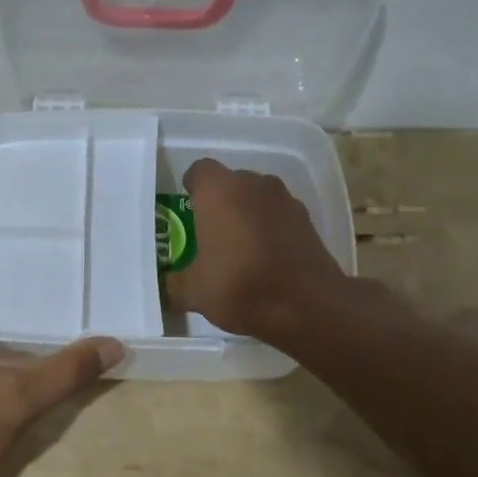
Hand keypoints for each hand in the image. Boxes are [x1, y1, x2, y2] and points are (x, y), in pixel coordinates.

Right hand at [165, 159, 352, 342]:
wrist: (307, 305)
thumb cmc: (239, 286)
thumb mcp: (194, 292)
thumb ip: (176, 282)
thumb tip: (169, 284)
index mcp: (218, 191)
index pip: (199, 171)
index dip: (192, 187)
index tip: (188, 210)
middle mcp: (252, 184)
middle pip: (231, 182)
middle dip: (220, 202)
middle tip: (210, 231)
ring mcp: (284, 199)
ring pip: (258, 197)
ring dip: (248, 213)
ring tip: (240, 245)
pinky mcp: (307, 220)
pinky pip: (279, 215)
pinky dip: (271, 228)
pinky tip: (266, 256)